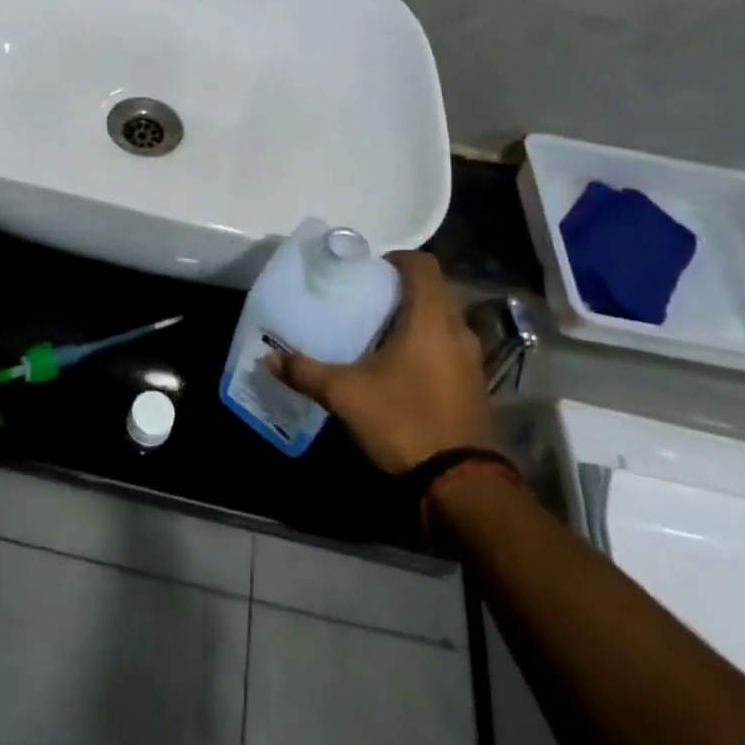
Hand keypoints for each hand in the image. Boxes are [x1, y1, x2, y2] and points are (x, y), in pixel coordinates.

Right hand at [267, 251, 494, 473]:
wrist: (461, 486)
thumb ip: (306, 372)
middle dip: (399, 290)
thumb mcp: (345, 395)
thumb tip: (269, 357)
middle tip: (363, 300)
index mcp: (430, 319)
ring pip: (442, 321)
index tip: (368, 269)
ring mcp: (471, 360)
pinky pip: (448, 347)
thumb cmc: (403, 421)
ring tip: (376, 333)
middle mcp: (458, 331)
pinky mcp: (474, 385)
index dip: (396, 258)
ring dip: (414, 319)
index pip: (422, 265)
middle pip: (432, 291)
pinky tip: (398, 367)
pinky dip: (426, 345)